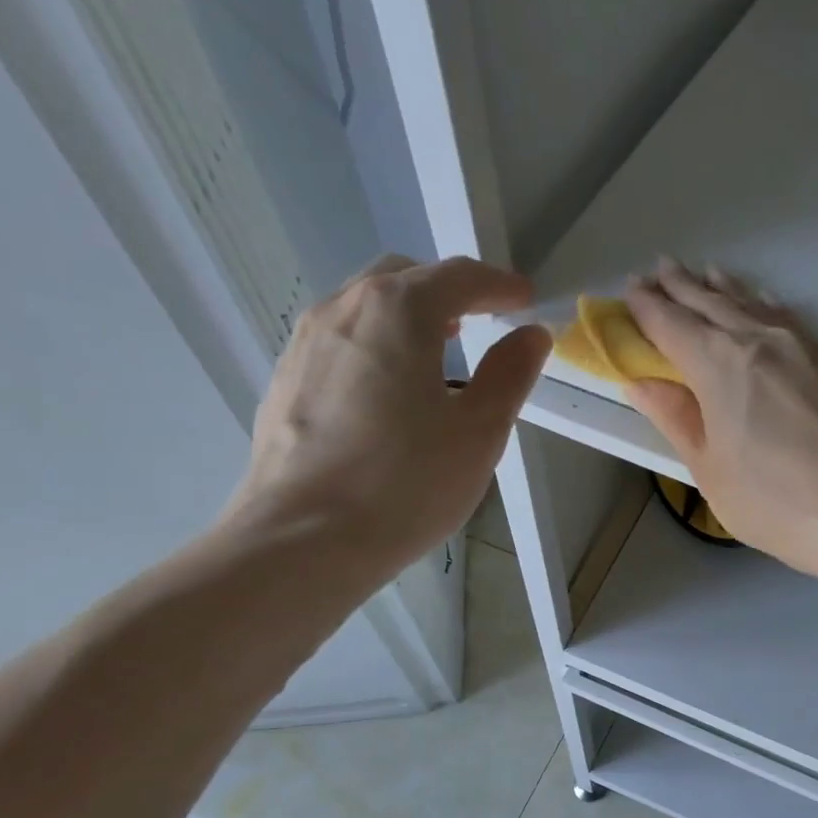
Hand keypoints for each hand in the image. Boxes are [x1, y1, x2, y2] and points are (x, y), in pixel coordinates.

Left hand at [221, 254, 549, 582]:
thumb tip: (531, 336)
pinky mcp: (286, 380)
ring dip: (408, 318)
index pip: (458, 277)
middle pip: (404, 277)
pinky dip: (376, 346)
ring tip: (437, 358)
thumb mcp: (479, 432)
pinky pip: (340, 342)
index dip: (499, 285)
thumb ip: (510, 375)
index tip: (525, 300)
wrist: (303, 540)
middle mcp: (343, 309)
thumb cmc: (405, 483)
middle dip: (449, 292)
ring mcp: (305, 343)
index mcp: (397, 311)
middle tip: (481, 324)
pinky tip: (389, 395)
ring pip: (364, 307)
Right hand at [621, 259, 817, 579]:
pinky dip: (760, 302)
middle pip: (709, 303)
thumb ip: (675, 417)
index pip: (670, 324)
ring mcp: (797, 345)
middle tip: (657, 270)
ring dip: (719, 287)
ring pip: (748, 302)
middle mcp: (755, 340)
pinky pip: (783, 315)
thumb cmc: (772, 500)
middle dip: (679, 286)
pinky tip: (758, 300)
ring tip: (702, 274)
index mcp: (716, 364)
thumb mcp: (708, 468)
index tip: (628, 292)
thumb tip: (640, 381)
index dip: (645, 308)